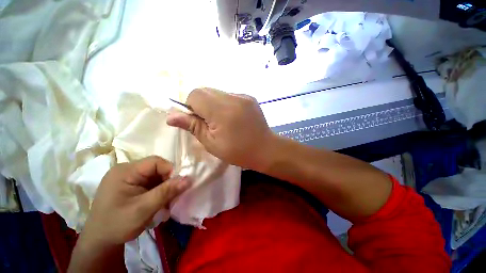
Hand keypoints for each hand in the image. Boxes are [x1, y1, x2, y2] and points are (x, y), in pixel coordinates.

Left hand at [78, 156, 190, 247]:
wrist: (100, 242)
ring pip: (156, 176)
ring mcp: (128, 178)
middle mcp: (126, 170)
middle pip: (156, 168)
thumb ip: (166, 192)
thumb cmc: (117, 225)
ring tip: (166, 201)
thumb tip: (188, 179)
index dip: (170, 170)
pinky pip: (151, 183)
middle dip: (168, 181)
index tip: (178, 185)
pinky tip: (159, 202)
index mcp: (125, 171)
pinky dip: (159, 191)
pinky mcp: (131, 185)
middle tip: (172, 196)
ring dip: (164, 187)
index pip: (155, 162)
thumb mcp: (143, 209)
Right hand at [167, 88, 275, 170]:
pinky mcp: (249, 97)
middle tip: (209, 122)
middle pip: (205, 90)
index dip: (191, 107)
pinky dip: (225, 104)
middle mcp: (233, 97)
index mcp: (222, 110)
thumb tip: (171, 116)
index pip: (195, 94)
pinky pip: (229, 95)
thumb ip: (192, 126)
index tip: (198, 121)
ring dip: (213, 104)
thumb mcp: (212, 143)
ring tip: (222, 121)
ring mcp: (243, 96)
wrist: (266, 149)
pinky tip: (232, 117)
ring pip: (217, 92)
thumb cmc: (238, 151)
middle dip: (201, 104)